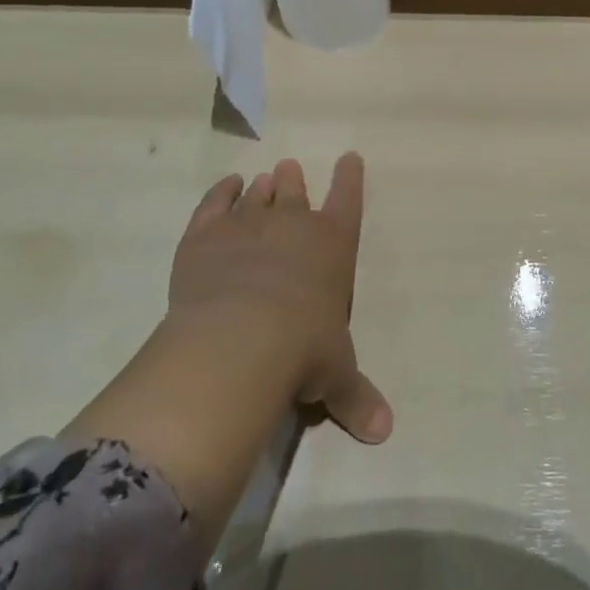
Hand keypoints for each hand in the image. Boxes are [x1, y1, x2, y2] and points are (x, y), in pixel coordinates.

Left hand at [65, 153, 388, 548]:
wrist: (240, 340)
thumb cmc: (303, 351)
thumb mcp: (335, 377)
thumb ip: (356, 397)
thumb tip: (385, 433)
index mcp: (334, 246)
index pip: (348, 200)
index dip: (350, 179)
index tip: (350, 157)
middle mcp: (294, 225)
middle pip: (296, 193)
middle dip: (295, 182)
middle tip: (290, 168)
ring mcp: (247, 225)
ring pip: (257, 197)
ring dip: (262, 188)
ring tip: (263, 179)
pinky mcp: (205, 236)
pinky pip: (214, 204)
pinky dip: (220, 193)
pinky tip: (226, 186)